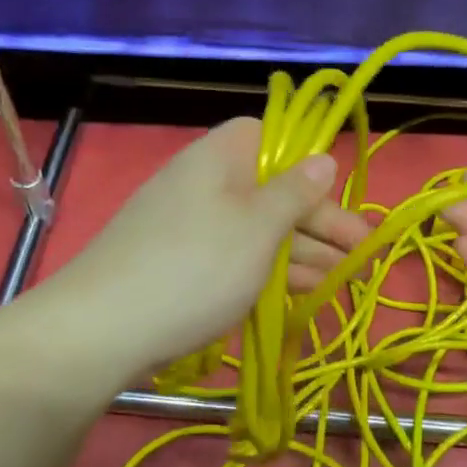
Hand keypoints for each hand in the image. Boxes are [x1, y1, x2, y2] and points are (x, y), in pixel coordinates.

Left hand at [40, 118, 370, 376]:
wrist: (103, 330)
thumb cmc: (196, 267)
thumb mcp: (258, 228)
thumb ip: (295, 192)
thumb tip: (322, 157)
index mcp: (219, 158)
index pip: (268, 137)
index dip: (305, 161)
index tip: (335, 195)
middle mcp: (203, 184)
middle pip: (271, 190)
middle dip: (320, 222)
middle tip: (364, 254)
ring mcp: (189, 228)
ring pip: (257, 230)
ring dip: (303, 252)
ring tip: (346, 279)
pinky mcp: (181, 266)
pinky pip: (235, 258)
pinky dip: (270, 271)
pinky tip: (303, 291)